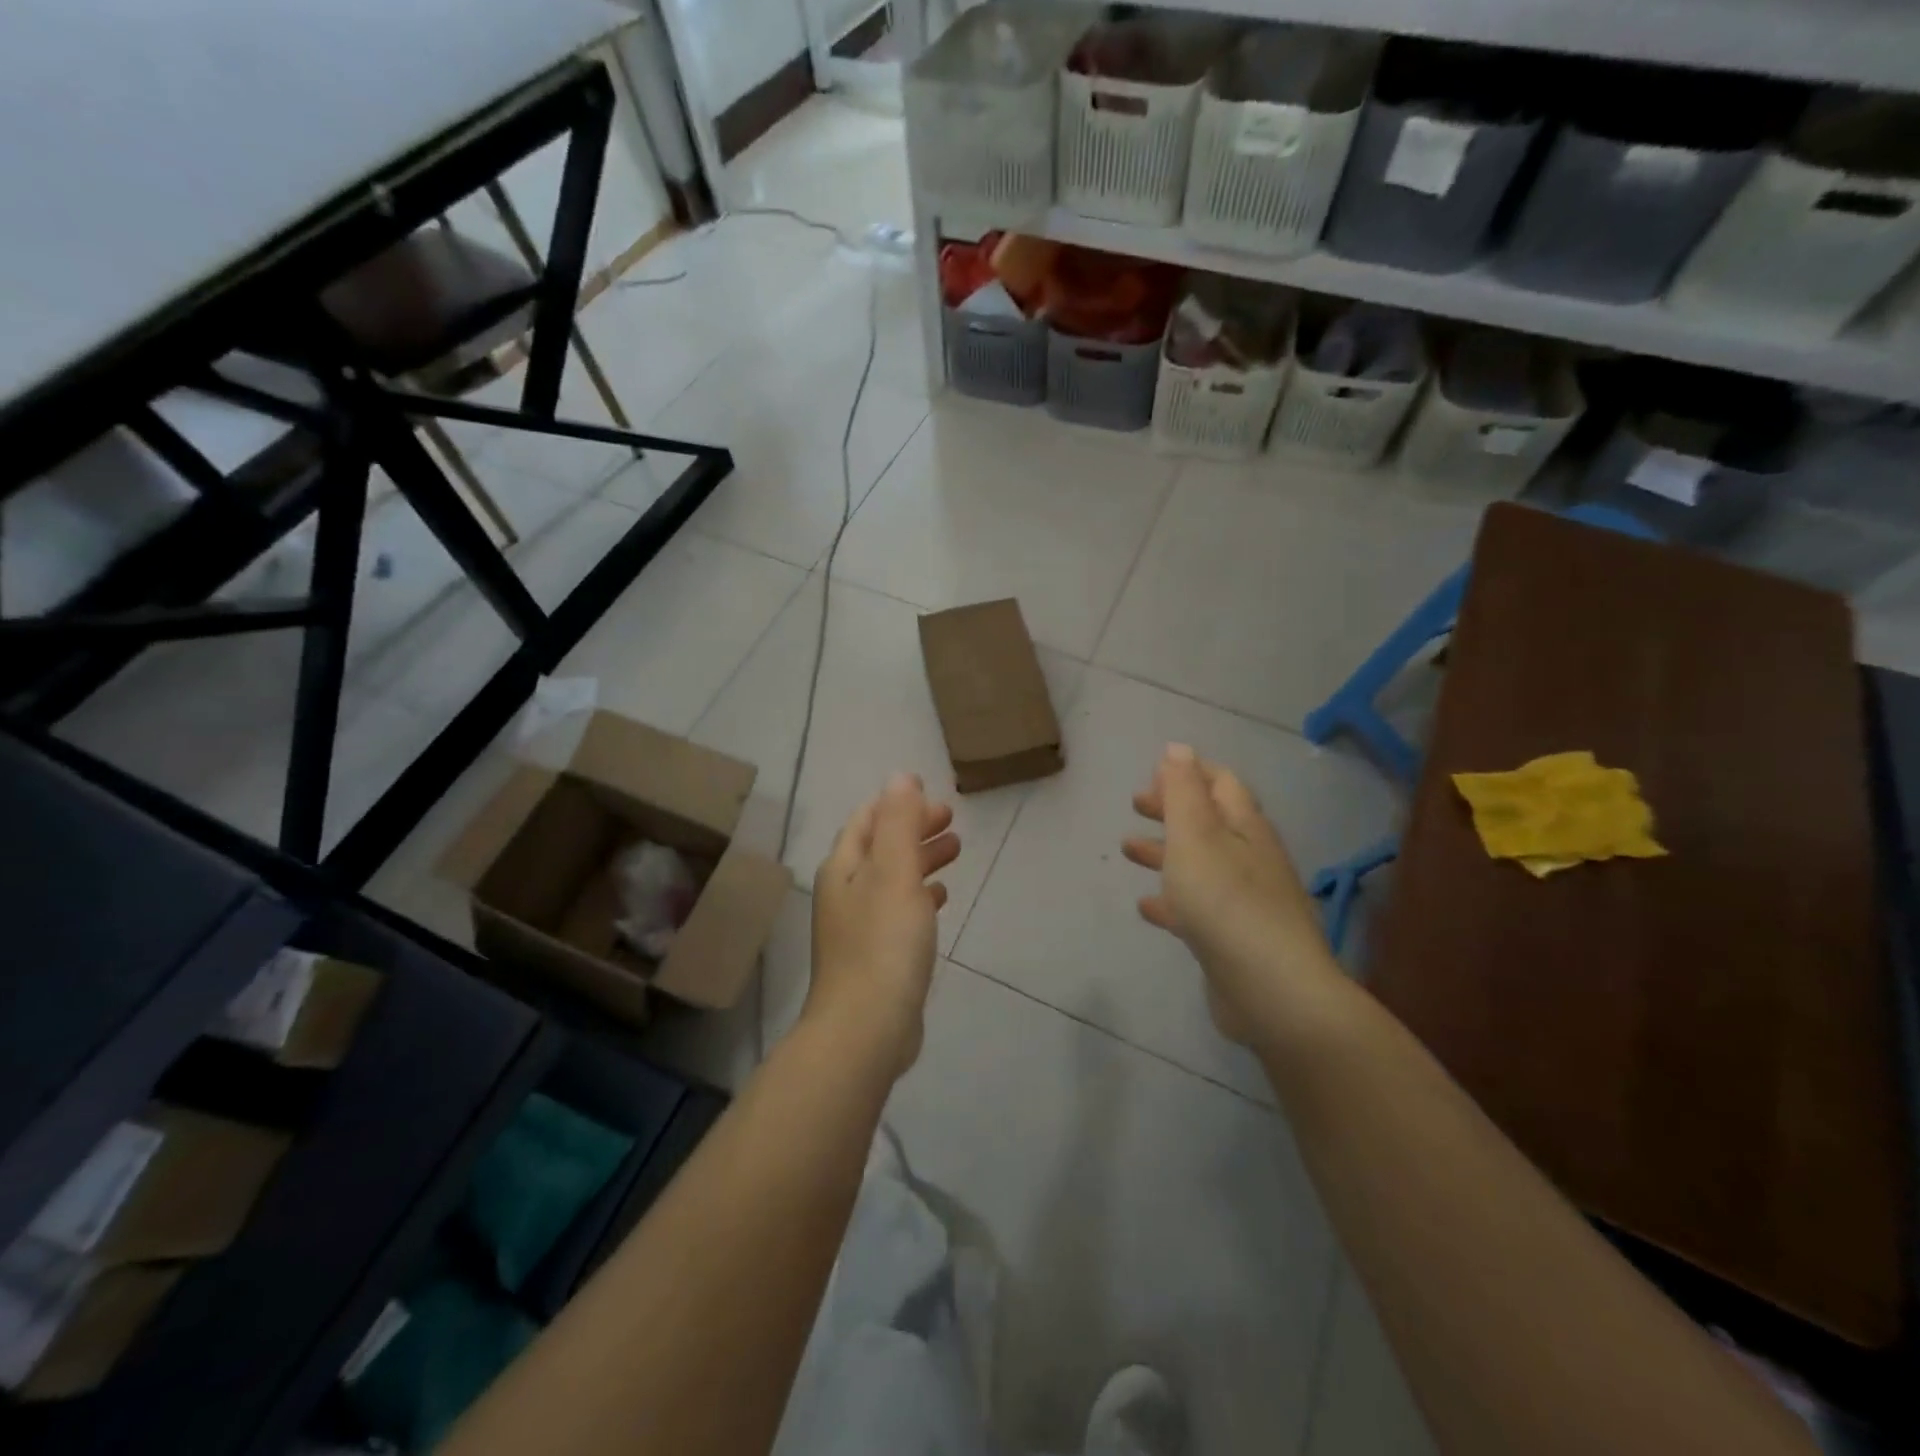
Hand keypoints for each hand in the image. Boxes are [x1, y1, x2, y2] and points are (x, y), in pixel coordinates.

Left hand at [808, 773, 959, 1076]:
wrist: (866, 1028)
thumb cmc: (883, 943)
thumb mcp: (894, 871)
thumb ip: (899, 822)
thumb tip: (900, 777)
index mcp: (844, 867)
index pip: (868, 819)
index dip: (898, 803)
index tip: (933, 794)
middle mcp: (845, 891)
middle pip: (881, 847)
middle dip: (914, 828)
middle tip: (952, 821)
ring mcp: (858, 926)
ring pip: (892, 878)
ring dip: (921, 859)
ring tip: (956, 850)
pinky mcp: (876, 955)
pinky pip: (899, 910)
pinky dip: (920, 895)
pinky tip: (941, 897)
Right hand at [1123, 744, 1336, 1043]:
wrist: (1271, 991)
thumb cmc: (1225, 902)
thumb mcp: (1196, 836)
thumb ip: (1183, 791)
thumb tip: (1178, 747)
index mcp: (1245, 827)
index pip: (1221, 783)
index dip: (1189, 772)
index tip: (1153, 773)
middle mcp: (1250, 858)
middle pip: (1209, 821)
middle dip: (1172, 809)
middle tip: (1135, 804)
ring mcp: (1245, 901)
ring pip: (1200, 864)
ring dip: (1165, 851)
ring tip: (1128, 848)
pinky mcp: (1234, 938)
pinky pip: (1197, 907)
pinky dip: (1171, 900)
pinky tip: (1146, 907)